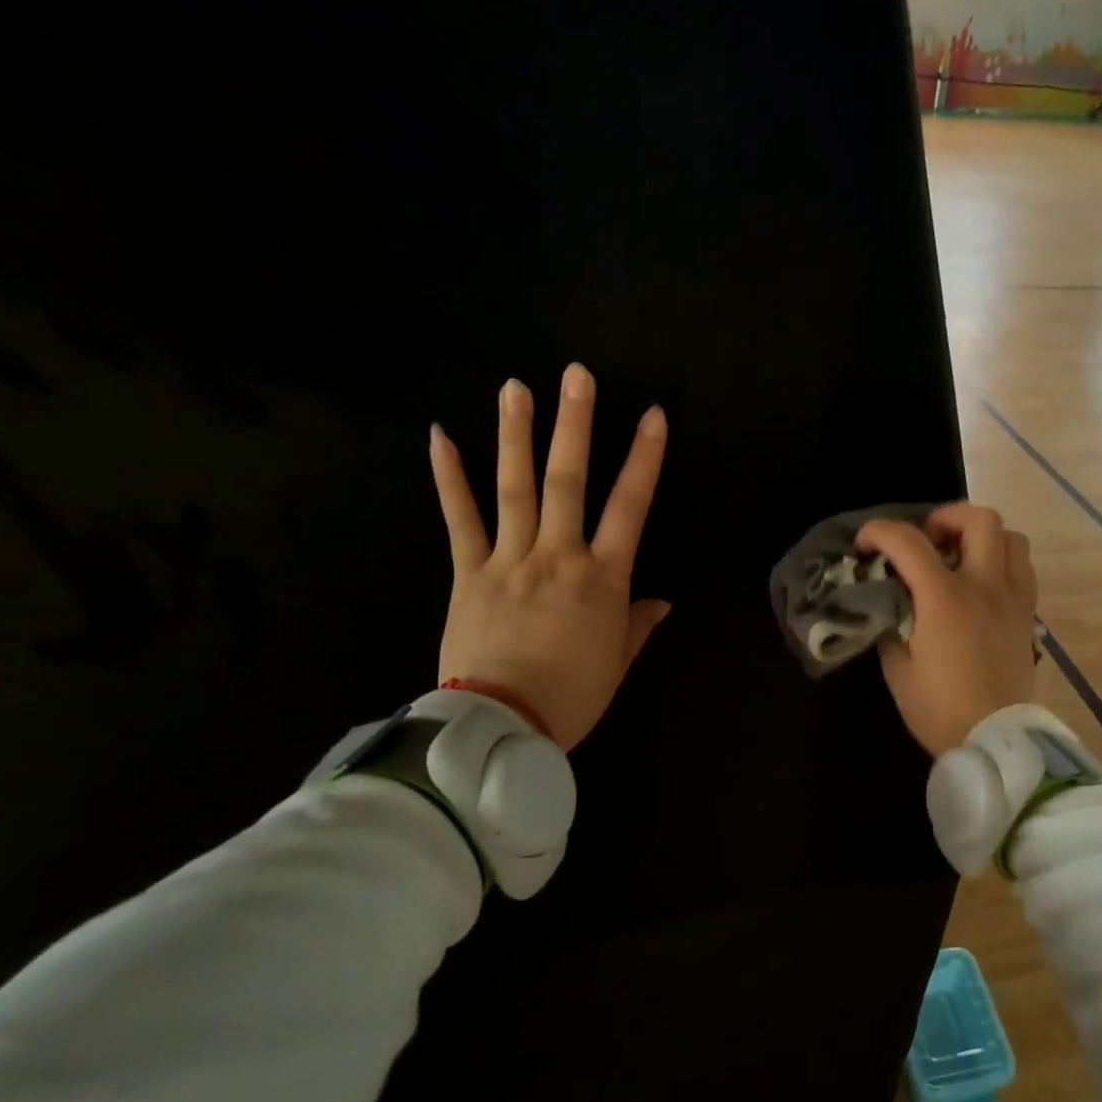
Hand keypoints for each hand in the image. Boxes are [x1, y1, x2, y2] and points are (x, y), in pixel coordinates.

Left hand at [429, 363, 670, 750]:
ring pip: (516, 488)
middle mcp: (558, 556)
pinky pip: (460, 520)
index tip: (653, 416)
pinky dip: (450, 479)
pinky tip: (440, 437)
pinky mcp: (468, 573)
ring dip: (516, 435)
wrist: (500, 727)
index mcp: (602, 579)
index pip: (630, 507)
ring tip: (515, 387)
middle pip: (569, 481)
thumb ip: (637, 625)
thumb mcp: (617, 664)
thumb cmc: (571, 697)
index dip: (644, 459)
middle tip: (576, 375)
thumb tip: (661, 601)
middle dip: (575, 425)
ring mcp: (509, 560)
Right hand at [857, 504, 1037, 756]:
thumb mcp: (898, 669)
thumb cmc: (940, 709)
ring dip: (981, 536)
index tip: (866, 545)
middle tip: (926, 541)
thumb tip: (893, 605)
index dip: (880, 532)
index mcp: (945, 599)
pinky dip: (1001, 561)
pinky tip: (981, 584)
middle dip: (945, 518)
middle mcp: (985, 586)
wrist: (996, 741)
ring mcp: (1013, 598)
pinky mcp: (1028, 615)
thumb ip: (892, 626)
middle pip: (979, 519)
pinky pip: (1023, 568)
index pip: (909, 542)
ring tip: (958, 558)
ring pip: (1011, 537)